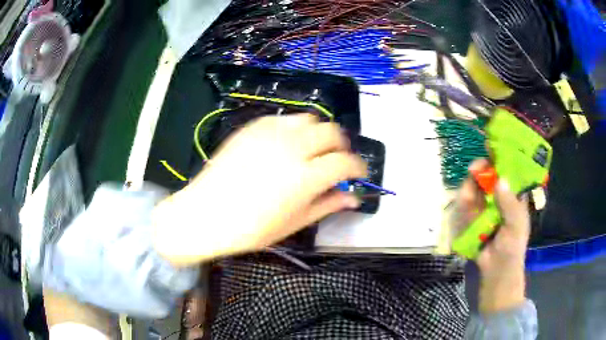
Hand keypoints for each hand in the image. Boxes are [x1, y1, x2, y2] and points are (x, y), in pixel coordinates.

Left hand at [153, 114, 366, 265]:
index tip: (358, 174)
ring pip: (310, 119)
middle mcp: (292, 147)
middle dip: (341, 146)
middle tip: (337, 161)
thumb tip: (353, 198)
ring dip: (319, 134)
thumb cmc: (251, 228)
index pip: (345, 162)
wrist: (206, 213)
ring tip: (312, 150)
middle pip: (332, 132)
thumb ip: (327, 204)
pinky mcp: (253, 127)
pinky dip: (295, 129)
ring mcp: (271, 133)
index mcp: (305, 177)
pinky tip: (287, 144)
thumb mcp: (294, 222)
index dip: (357, 167)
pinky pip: (284, 118)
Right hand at [456, 159, 529, 312]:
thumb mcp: (515, 227)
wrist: (496, 273)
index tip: (490, 148)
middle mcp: (500, 198)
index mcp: (514, 197)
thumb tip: (499, 180)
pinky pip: (467, 207)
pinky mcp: (474, 219)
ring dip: (469, 188)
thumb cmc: (512, 249)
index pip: (508, 172)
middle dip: (480, 172)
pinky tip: (463, 205)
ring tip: (466, 193)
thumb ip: (509, 205)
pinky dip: (464, 204)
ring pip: (476, 190)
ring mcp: (486, 209)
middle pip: (489, 178)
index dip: (500, 159)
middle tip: (473, 169)